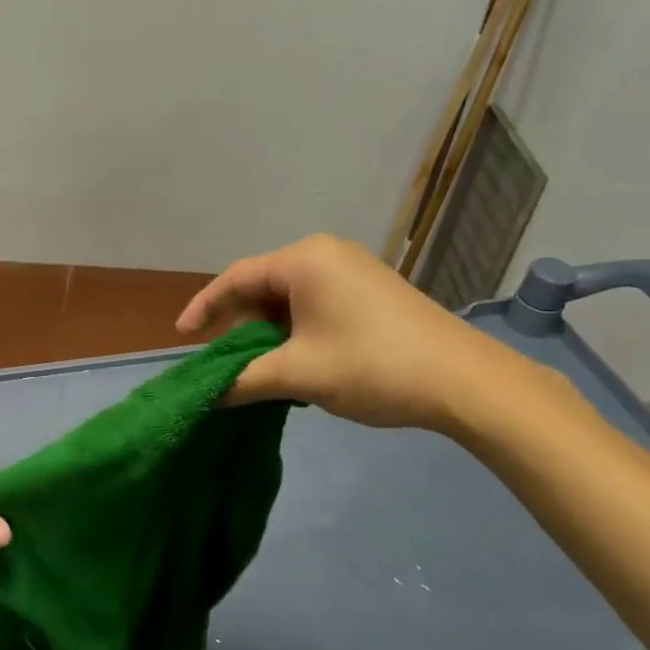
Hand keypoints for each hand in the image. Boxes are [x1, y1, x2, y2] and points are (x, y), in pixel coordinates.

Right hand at [176, 233, 538, 433]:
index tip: (182, 336)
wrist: (468, 382)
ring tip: (262, 368)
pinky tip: (299, 361)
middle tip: (225, 360)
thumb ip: (244, 380)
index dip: (203, 307)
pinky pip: (316, 304)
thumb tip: (205, 395)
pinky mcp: (372, 291)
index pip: (236, 278)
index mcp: (303, 260)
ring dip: (270, 333)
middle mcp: (325, 254)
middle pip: (263, 286)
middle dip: (241, 325)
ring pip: (290, 299)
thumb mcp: (299, 375)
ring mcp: (353, 271)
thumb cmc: (373, 366)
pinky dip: (297, 331)